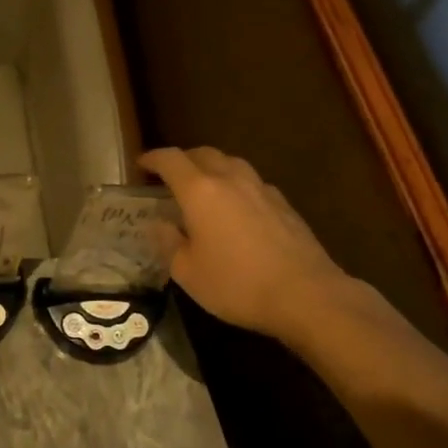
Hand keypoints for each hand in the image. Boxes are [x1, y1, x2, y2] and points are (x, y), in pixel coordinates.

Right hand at [142, 146, 353, 343]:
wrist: (306, 294)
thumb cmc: (237, 284)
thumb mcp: (188, 273)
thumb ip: (169, 243)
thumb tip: (159, 225)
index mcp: (200, 190)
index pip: (170, 160)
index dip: (153, 158)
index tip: (141, 164)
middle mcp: (230, 179)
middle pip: (202, 153)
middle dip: (183, 159)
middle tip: (170, 176)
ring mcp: (261, 188)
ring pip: (231, 163)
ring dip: (212, 168)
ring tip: (204, 187)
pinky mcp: (284, 204)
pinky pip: (252, 182)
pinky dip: (236, 185)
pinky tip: (237, 208)